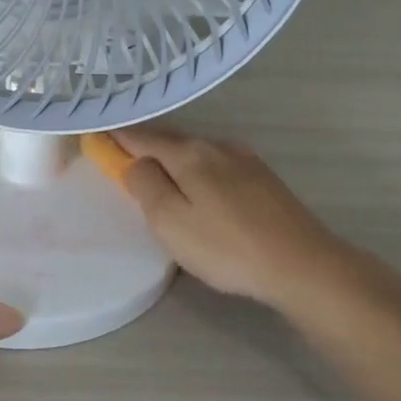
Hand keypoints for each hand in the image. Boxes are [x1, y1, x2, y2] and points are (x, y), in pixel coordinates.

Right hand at [113, 126, 369, 316]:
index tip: (96, 135)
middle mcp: (216, 146)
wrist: (304, 265)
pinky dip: (197, 169)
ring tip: (159, 174)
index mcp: (188, 154)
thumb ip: (145, 185)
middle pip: (170, 140)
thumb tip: (135, 163)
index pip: (141, 137)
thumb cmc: (227, 247)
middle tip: (123, 157)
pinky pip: (216, 164)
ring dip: (172, 158)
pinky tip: (200, 187)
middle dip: (144, 146)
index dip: (117, 137)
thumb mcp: (170, 221)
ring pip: (195, 152)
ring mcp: (244, 160)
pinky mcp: (264, 179)